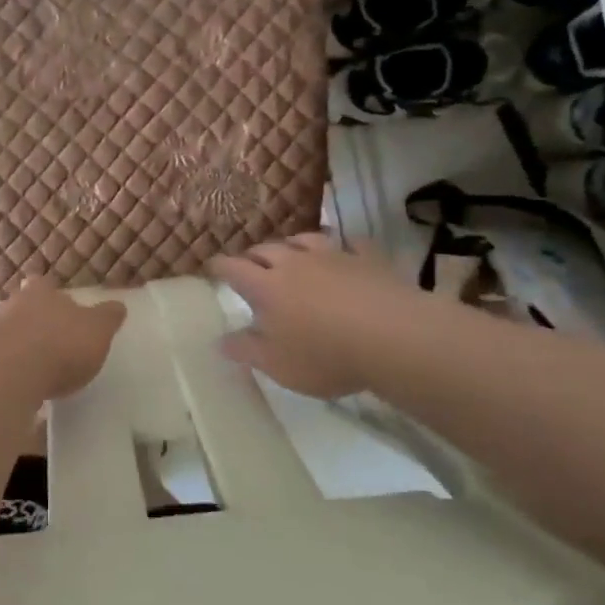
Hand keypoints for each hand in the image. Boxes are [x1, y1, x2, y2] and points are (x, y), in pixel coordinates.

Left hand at [0, 281, 127, 400]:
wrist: (9, 374)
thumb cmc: (61, 344)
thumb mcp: (98, 331)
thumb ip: (107, 318)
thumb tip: (118, 305)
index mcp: (41, 292)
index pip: (43, 284)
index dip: (50, 295)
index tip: (60, 309)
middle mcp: (11, 305)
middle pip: (21, 307)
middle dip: (33, 321)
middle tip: (48, 340)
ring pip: (5, 333)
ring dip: (17, 347)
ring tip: (34, 368)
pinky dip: (6, 371)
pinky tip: (18, 386)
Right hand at [209, 234, 417, 399]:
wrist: (393, 337)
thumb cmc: (325, 355)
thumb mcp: (277, 365)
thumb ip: (246, 351)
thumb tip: (219, 341)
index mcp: (266, 287)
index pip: (234, 268)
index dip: (220, 266)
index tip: (212, 268)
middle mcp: (294, 263)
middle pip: (266, 249)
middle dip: (253, 255)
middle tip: (250, 265)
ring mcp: (333, 256)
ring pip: (304, 239)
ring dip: (292, 245)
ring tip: (291, 252)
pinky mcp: (367, 258)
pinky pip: (350, 244)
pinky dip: (343, 246)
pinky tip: (345, 251)